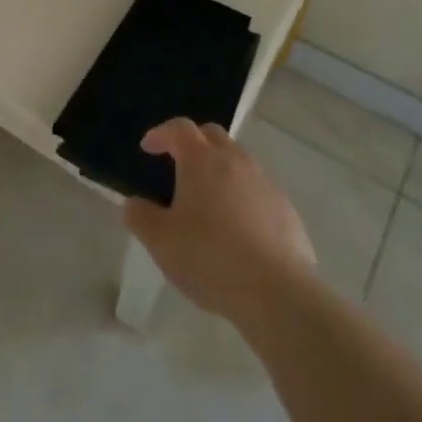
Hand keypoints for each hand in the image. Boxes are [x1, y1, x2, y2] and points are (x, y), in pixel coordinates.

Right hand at [123, 119, 316, 324]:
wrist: (277, 292)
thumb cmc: (210, 258)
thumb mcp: (160, 241)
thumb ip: (139, 216)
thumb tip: (135, 203)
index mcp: (202, 160)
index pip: (178, 128)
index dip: (160, 134)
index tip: (148, 148)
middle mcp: (236, 161)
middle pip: (212, 135)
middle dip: (192, 143)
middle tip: (177, 166)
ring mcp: (265, 183)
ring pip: (238, 162)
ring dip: (219, 169)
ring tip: (207, 200)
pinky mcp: (286, 209)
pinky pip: (258, 191)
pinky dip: (242, 196)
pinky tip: (236, 229)